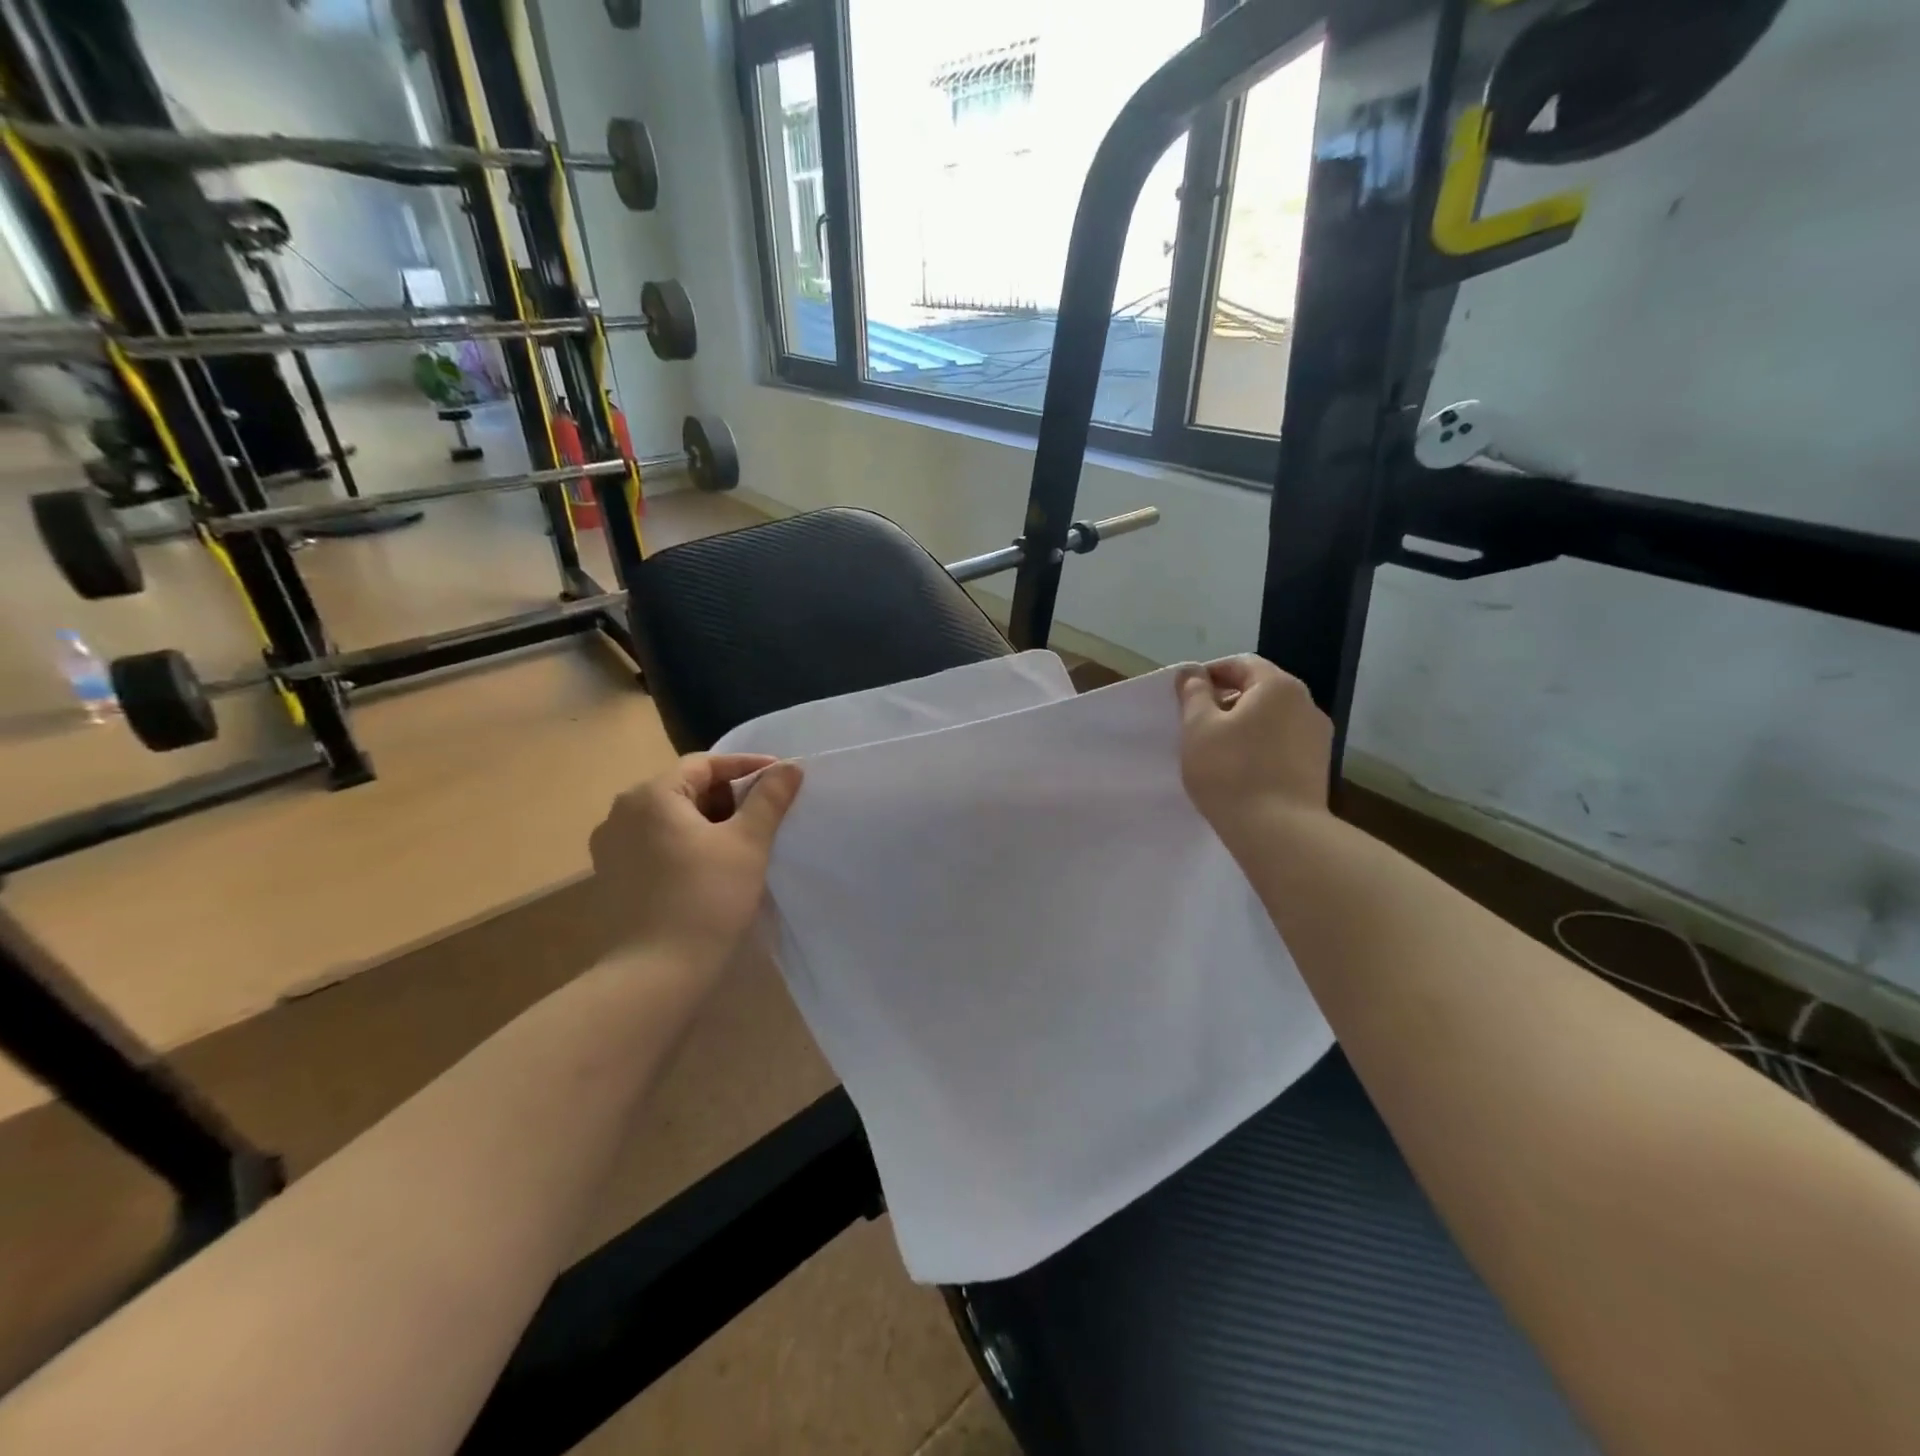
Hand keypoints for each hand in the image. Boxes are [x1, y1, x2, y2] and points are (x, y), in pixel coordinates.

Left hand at [588, 754, 803, 972]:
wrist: (656, 974)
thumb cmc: (707, 898)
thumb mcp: (748, 842)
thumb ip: (770, 798)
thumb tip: (790, 767)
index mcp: (650, 795)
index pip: (704, 764)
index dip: (746, 767)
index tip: (781, 778)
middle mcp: (621, 813)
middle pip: (685, 789)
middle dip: (728, 797)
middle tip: (766, 814)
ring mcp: (610, 848)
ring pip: (670, 819)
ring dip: (709, 822)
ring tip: (744, 842)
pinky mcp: (612, 879)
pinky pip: (656, 845)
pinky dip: (687, 845)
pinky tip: (712, 868)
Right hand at [1177, 655, 1332, 844]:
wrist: (1279, 833)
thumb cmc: (1231, 771)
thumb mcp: (1198, 727)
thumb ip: (1194, 694)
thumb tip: (1192, 673)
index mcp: (1278, 686)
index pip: (1241, 664)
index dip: (1209, 674)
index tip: (1185, 696)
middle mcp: (1306, 704)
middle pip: (1260, 690)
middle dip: (1226, 701)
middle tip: (1196, 725)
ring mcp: (1317, 737)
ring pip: (1272, 719)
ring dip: (1244, 726)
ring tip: (1217, 751)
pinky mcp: (1318, 768)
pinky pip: (1282, 744)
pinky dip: (1260, 748)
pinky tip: (1240, 771)